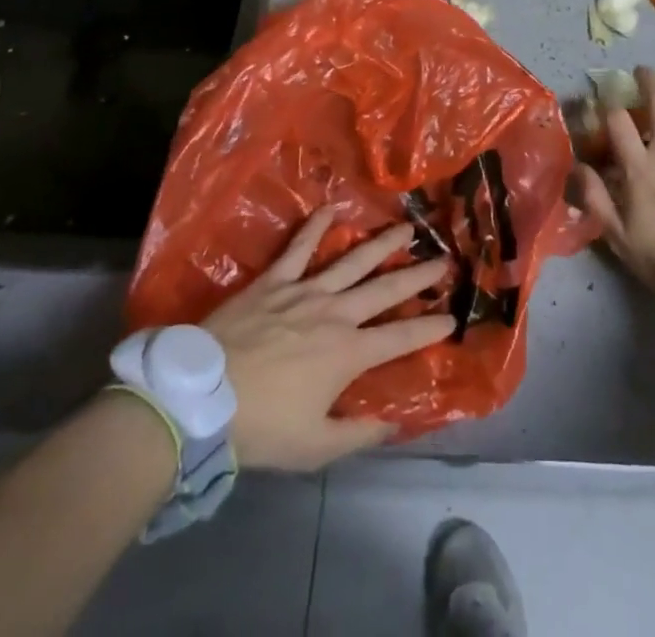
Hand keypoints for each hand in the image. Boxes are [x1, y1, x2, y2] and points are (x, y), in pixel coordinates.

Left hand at [202, 208, 452, 470]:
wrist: (202, 397)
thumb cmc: (261, 426)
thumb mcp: (314, 447)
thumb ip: (358, 434)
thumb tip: (394, 422)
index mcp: (348, 354)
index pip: (400, 338)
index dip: (429, 328)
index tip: (452, 317)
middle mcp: (335, 314)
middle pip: (385, 289)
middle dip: (418, 275)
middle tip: (443, 259)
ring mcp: (305, 291)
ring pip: (353, 261)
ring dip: (382, 243)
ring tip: (406, 227)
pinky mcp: (275, 280)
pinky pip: (299, 247)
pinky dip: (316, 226)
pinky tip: (332, 207)